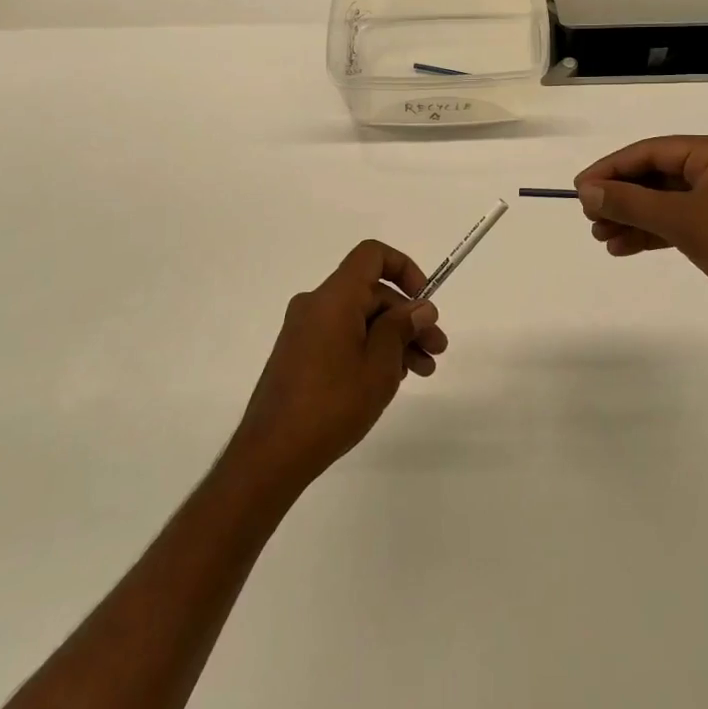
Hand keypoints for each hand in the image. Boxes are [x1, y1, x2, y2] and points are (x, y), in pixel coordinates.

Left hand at [229, 240, 448, 489]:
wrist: (272, 453)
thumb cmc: (332, 404)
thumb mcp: (379, 366)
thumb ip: (401, 329)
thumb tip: (420, 307)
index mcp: (334, 297)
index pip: (372, 255)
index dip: (403, 268)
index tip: (423, 301)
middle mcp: (316, 304)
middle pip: (370, 293)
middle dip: (407, 317)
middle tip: (436, 349)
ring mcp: (304, 330)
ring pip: (359, 318)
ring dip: (392, 337)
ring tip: (422, 371)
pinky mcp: (299, 353)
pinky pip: (341, 335)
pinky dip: (368, 347)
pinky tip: (389, 378)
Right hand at [574, 135, 707, 337]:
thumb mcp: (681, 220)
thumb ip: (630, 203)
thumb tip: (587, 192)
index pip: (651, 152)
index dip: (611, 169)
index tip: (580, 188)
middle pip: (656, 176)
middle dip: (621, 197)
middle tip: (588, 216)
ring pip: (665, 202)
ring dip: (632, 217)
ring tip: (601, 236)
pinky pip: (678, 223)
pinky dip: (651, 233)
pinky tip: (623, 248)